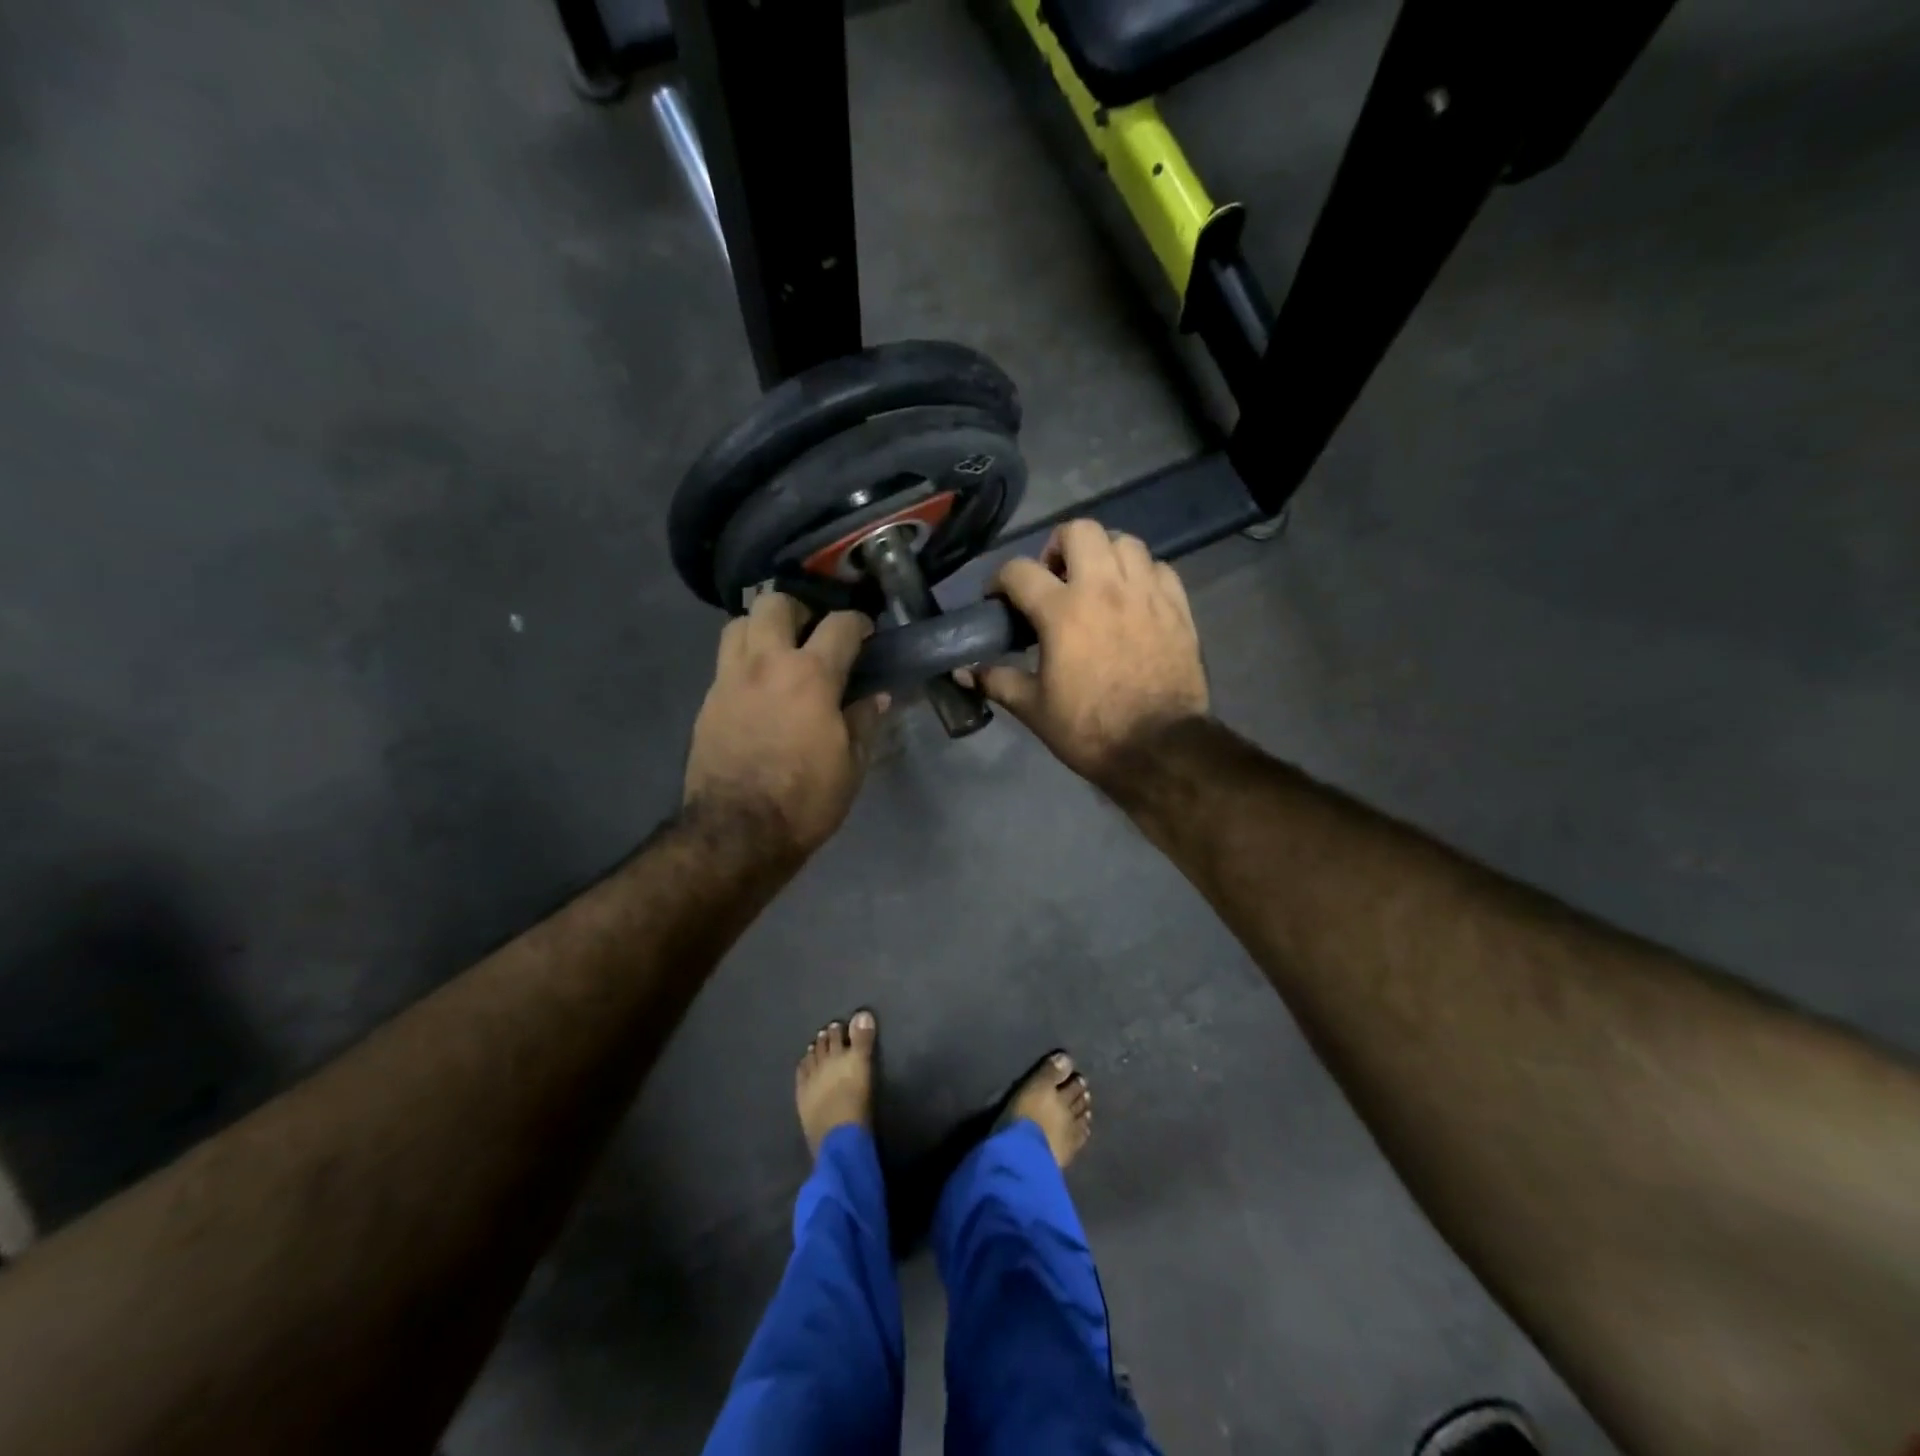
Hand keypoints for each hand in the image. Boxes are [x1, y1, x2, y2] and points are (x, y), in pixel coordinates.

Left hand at [684, 594, 888, 852]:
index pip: (840, 625)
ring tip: (779, 652)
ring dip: (762, 628)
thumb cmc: (805, 800)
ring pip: (738, 624)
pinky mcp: (707, 701)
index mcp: (811, 676)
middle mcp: (766, 664)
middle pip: (775, 603)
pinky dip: (744, 661)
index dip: (859, 623)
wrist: (737, 832)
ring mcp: (729, 680)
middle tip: (813, 633)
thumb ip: (865, 721)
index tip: (866, 633)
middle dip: (799, 610)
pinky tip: (759, 688)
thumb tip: (876, 695)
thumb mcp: (852, 765)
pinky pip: (725, 662)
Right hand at [978, 520, 1207, 785]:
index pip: (1019, 570)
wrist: (1159, 748)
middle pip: (1079, 531)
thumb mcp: (1034, 709)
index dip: (1000, 581)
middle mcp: (1104, 588)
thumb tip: (963, 672)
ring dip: (1104, 555)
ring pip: (1125, 542)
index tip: (999, 600)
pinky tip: (1134, 599)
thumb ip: (997, 680)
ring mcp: (1146, 594)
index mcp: (1062, 611)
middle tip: (1054, 579)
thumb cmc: (1089, 729)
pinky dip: (1142, 574)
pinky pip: (1160, 568)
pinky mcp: (1177, 607)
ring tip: (1097, 584)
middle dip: (1058, 547)